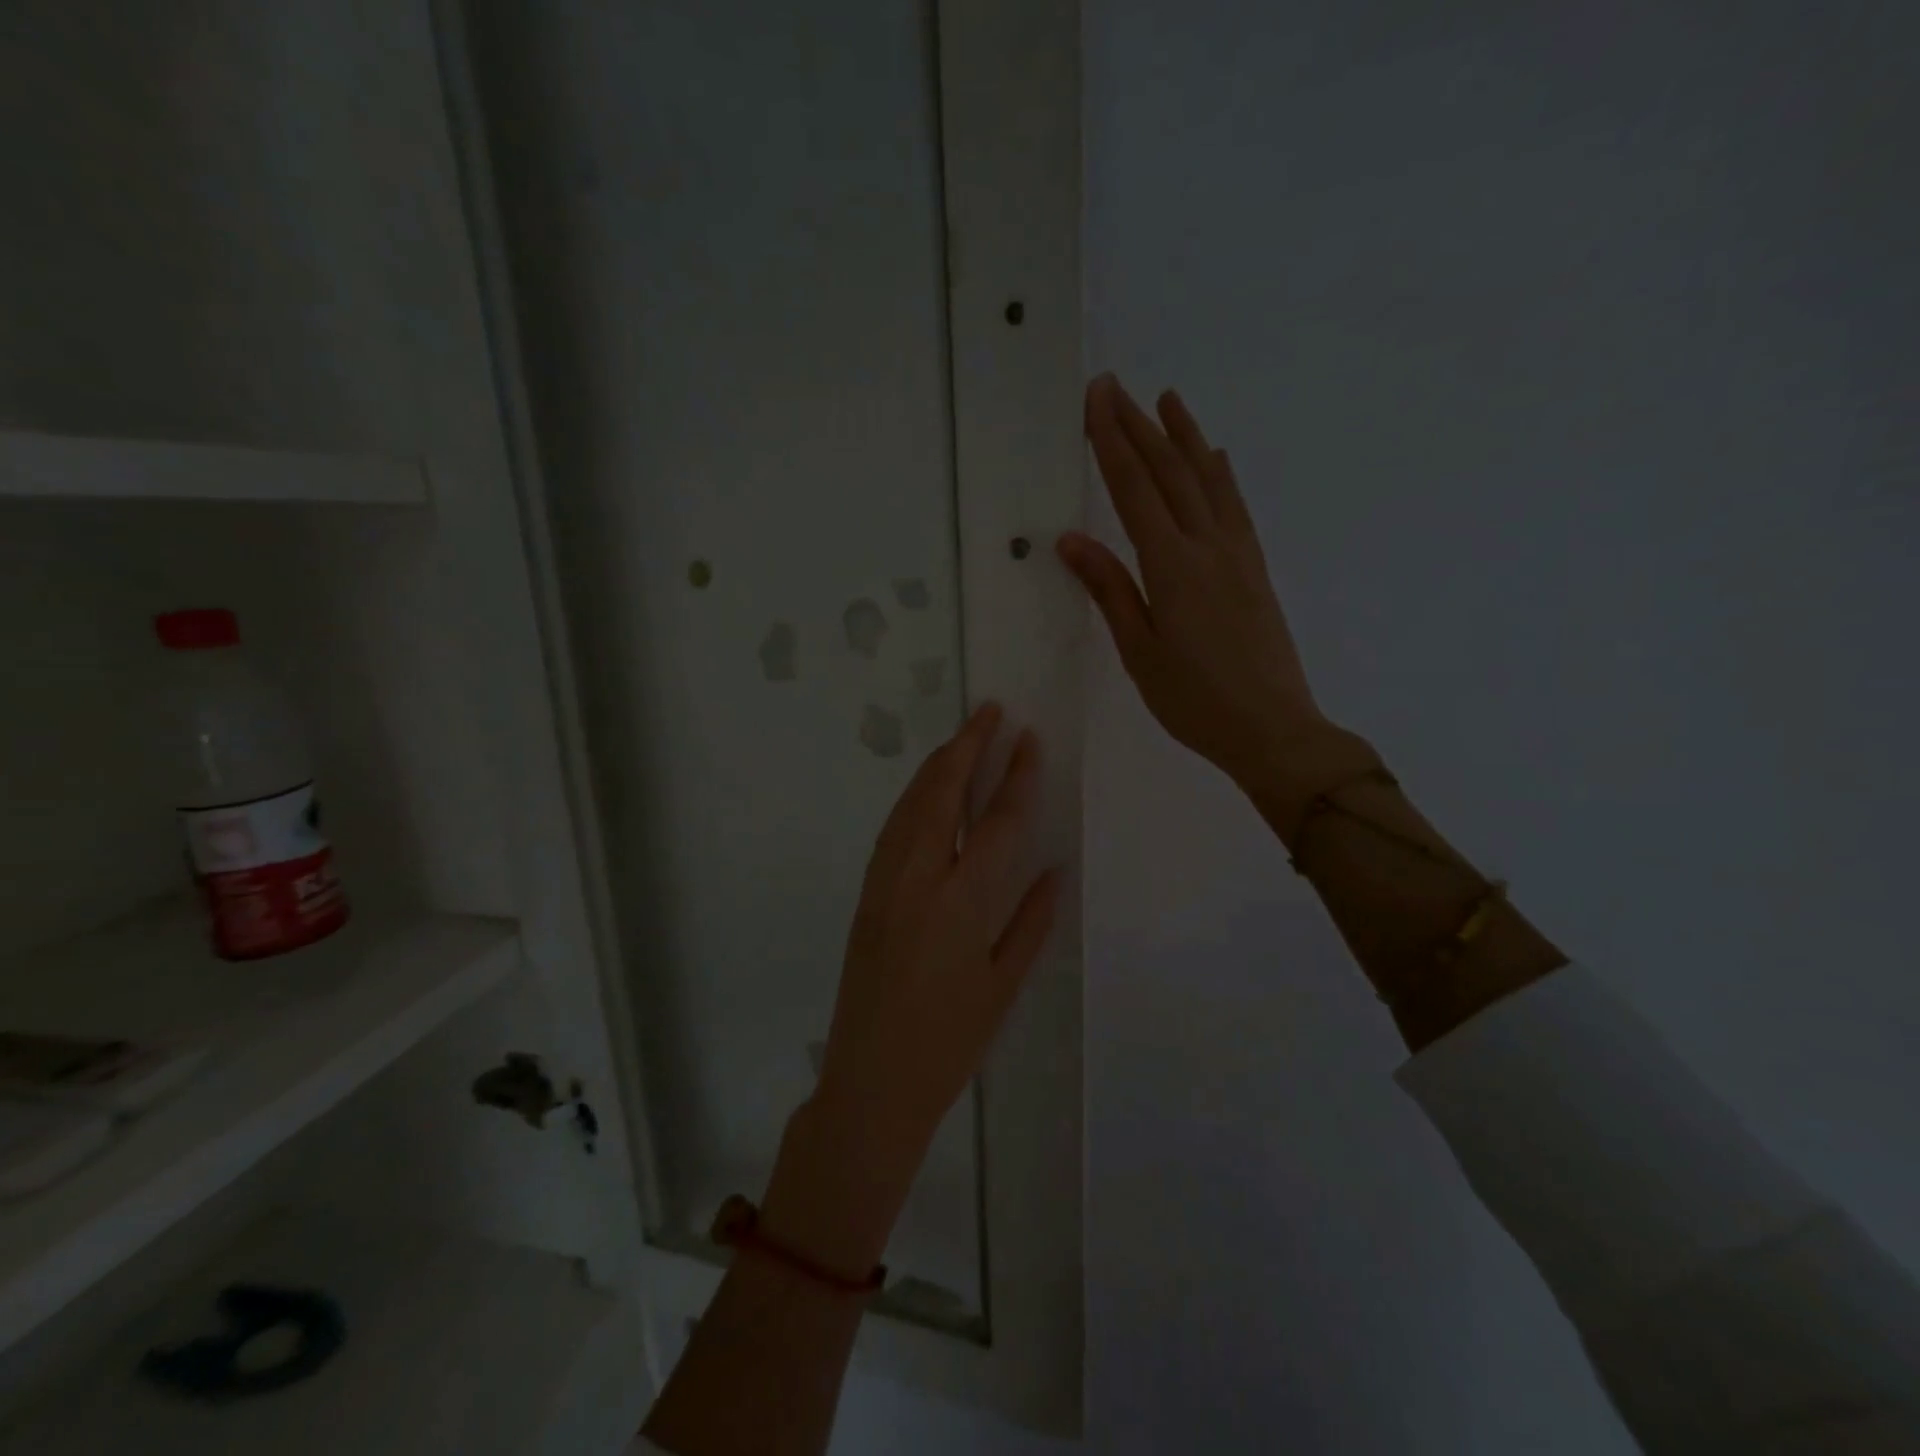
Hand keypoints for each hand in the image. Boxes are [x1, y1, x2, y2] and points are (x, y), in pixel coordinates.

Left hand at [760, 703, 1059, 1280]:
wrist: (871, 1081)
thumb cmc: (949, 1042)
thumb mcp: (1003, 985)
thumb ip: (1032, 921)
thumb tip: (1055, 869)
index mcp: (962, 904)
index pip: (998, 821)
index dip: (1016, 775)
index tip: (1029, 739)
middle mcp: (918, 880)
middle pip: (943, 793)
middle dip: (968, 745)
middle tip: (990, 710)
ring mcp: (884, 883)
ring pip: (911, 805)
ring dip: (937, 765)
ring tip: (963, 737)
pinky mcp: (866, 893)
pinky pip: (892, 830)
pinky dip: (914, 798)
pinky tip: (929, 789)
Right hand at [1060, 373, 1328, 792]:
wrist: (1273, 729)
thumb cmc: (1195, 701)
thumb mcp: (1140, 652)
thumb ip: (1111, 590)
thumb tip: (1073, 541)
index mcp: (1172, 566)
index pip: (1134, 489)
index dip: (1112, 441)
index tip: (1096, 398)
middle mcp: (1208, 546)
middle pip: (1170, 473)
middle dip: (1140, 426)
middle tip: (1115, 386)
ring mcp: (1238, 554)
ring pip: (1208, 480)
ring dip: (1185, 437)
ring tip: (1168, 399)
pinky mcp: (1255, 568)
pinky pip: (1234, 506)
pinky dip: (1220, 474)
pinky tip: (1215, 459)